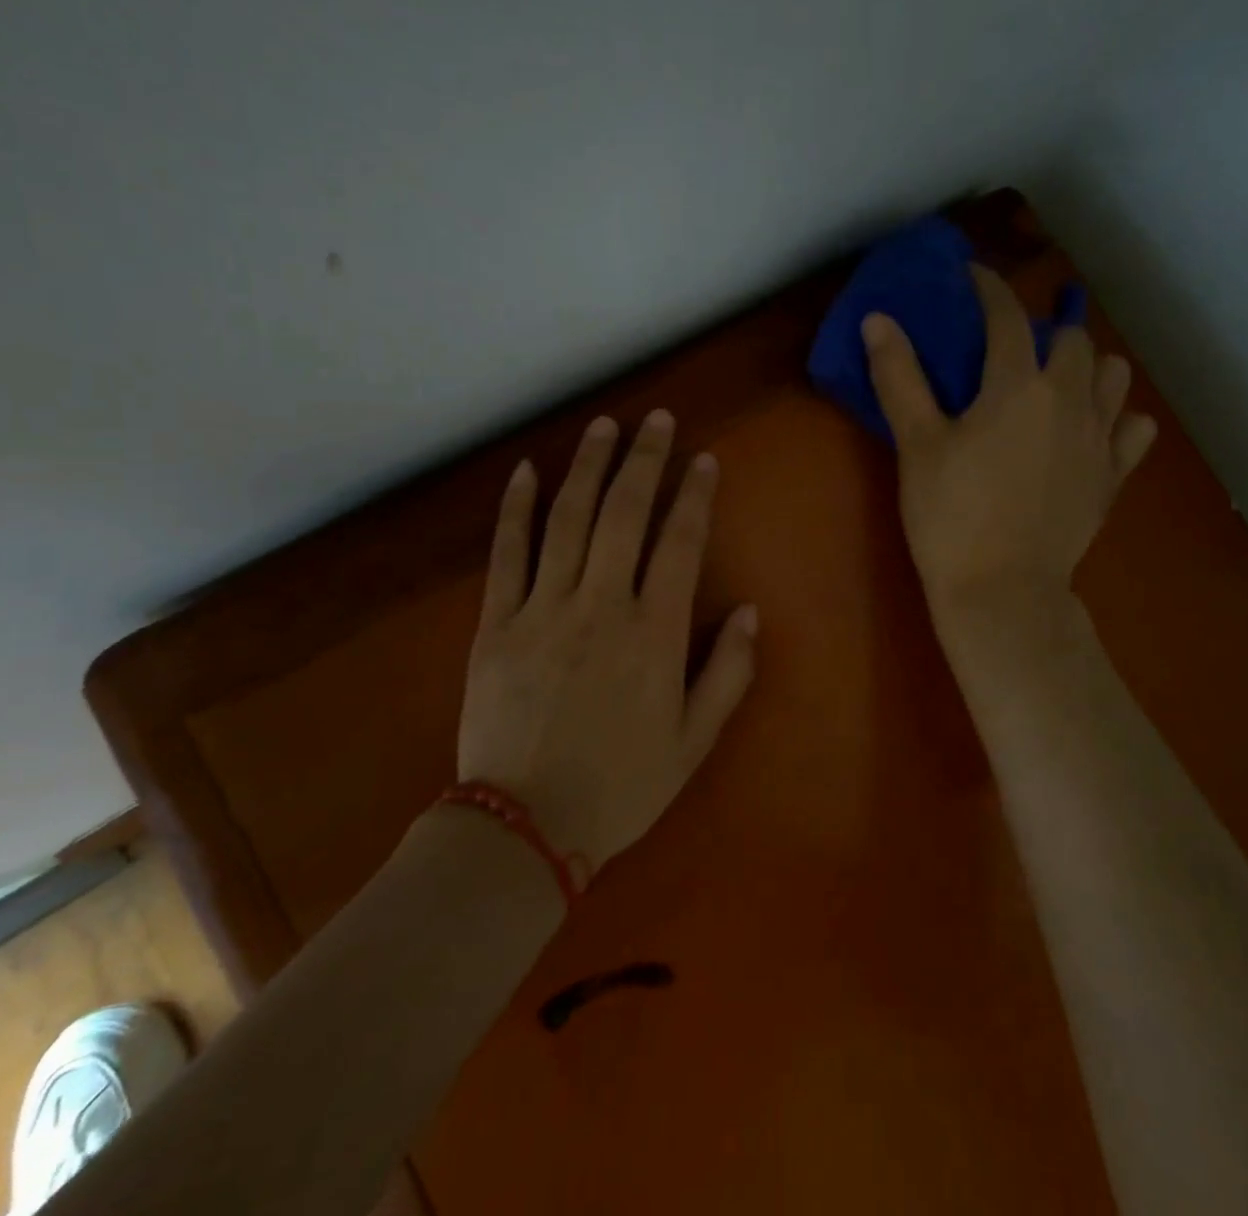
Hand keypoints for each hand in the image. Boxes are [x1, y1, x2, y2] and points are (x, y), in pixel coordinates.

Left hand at [455, 410, 758, 874]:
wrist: (525, 826)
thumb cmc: (621, 786)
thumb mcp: (693, 741)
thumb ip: (728, 673)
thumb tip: (750, 612)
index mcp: (655, 633)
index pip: (680, 543)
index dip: (694, 495)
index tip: (703, 459)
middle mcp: (602, 606)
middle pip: (624, 514)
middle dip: (643, 459)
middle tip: (656, 419)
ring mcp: (543, 609)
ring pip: (567, 520)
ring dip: (587, 467)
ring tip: (603, 426)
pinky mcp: (497, 624)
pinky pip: (507, 554)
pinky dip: (517, 509)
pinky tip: (527, 472)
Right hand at [862, 265, 1155, 624]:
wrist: (1002, 591)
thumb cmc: (951, 516)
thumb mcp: (916, 445)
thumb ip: (900, 377)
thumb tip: (877, 319)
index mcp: (1017, 385)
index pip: (1006, 316)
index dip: (988, 288)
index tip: (973, 276)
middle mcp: (1069, 399)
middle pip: (1071, 340)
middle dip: (1043, 329)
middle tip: (1012, 346)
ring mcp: (1099, 439)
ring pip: (1113, 377)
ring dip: (1088, 367)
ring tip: (1058, 381)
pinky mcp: (1112, 477)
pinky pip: (1134, 430)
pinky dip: (1118, 419)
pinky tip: (1094, 429)